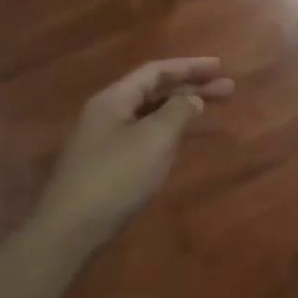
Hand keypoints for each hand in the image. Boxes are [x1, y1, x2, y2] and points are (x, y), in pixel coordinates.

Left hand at [37, 58, 233, 240]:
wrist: (70, 231)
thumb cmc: (116, 177)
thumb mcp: (154, 139)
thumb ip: (177, 112)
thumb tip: (192, 98)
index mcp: (114, 99)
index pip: (155, 71)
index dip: (189, 67)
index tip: (220, 67)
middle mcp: (107, 113)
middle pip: (154, 91)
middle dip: (190, 88)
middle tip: (228, 89)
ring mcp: (104, 140)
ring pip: (149, 115)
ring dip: (179, 110)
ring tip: (208, 110)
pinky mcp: (106, 166)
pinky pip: (142, 136)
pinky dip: (166, 132)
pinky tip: (180, 142)